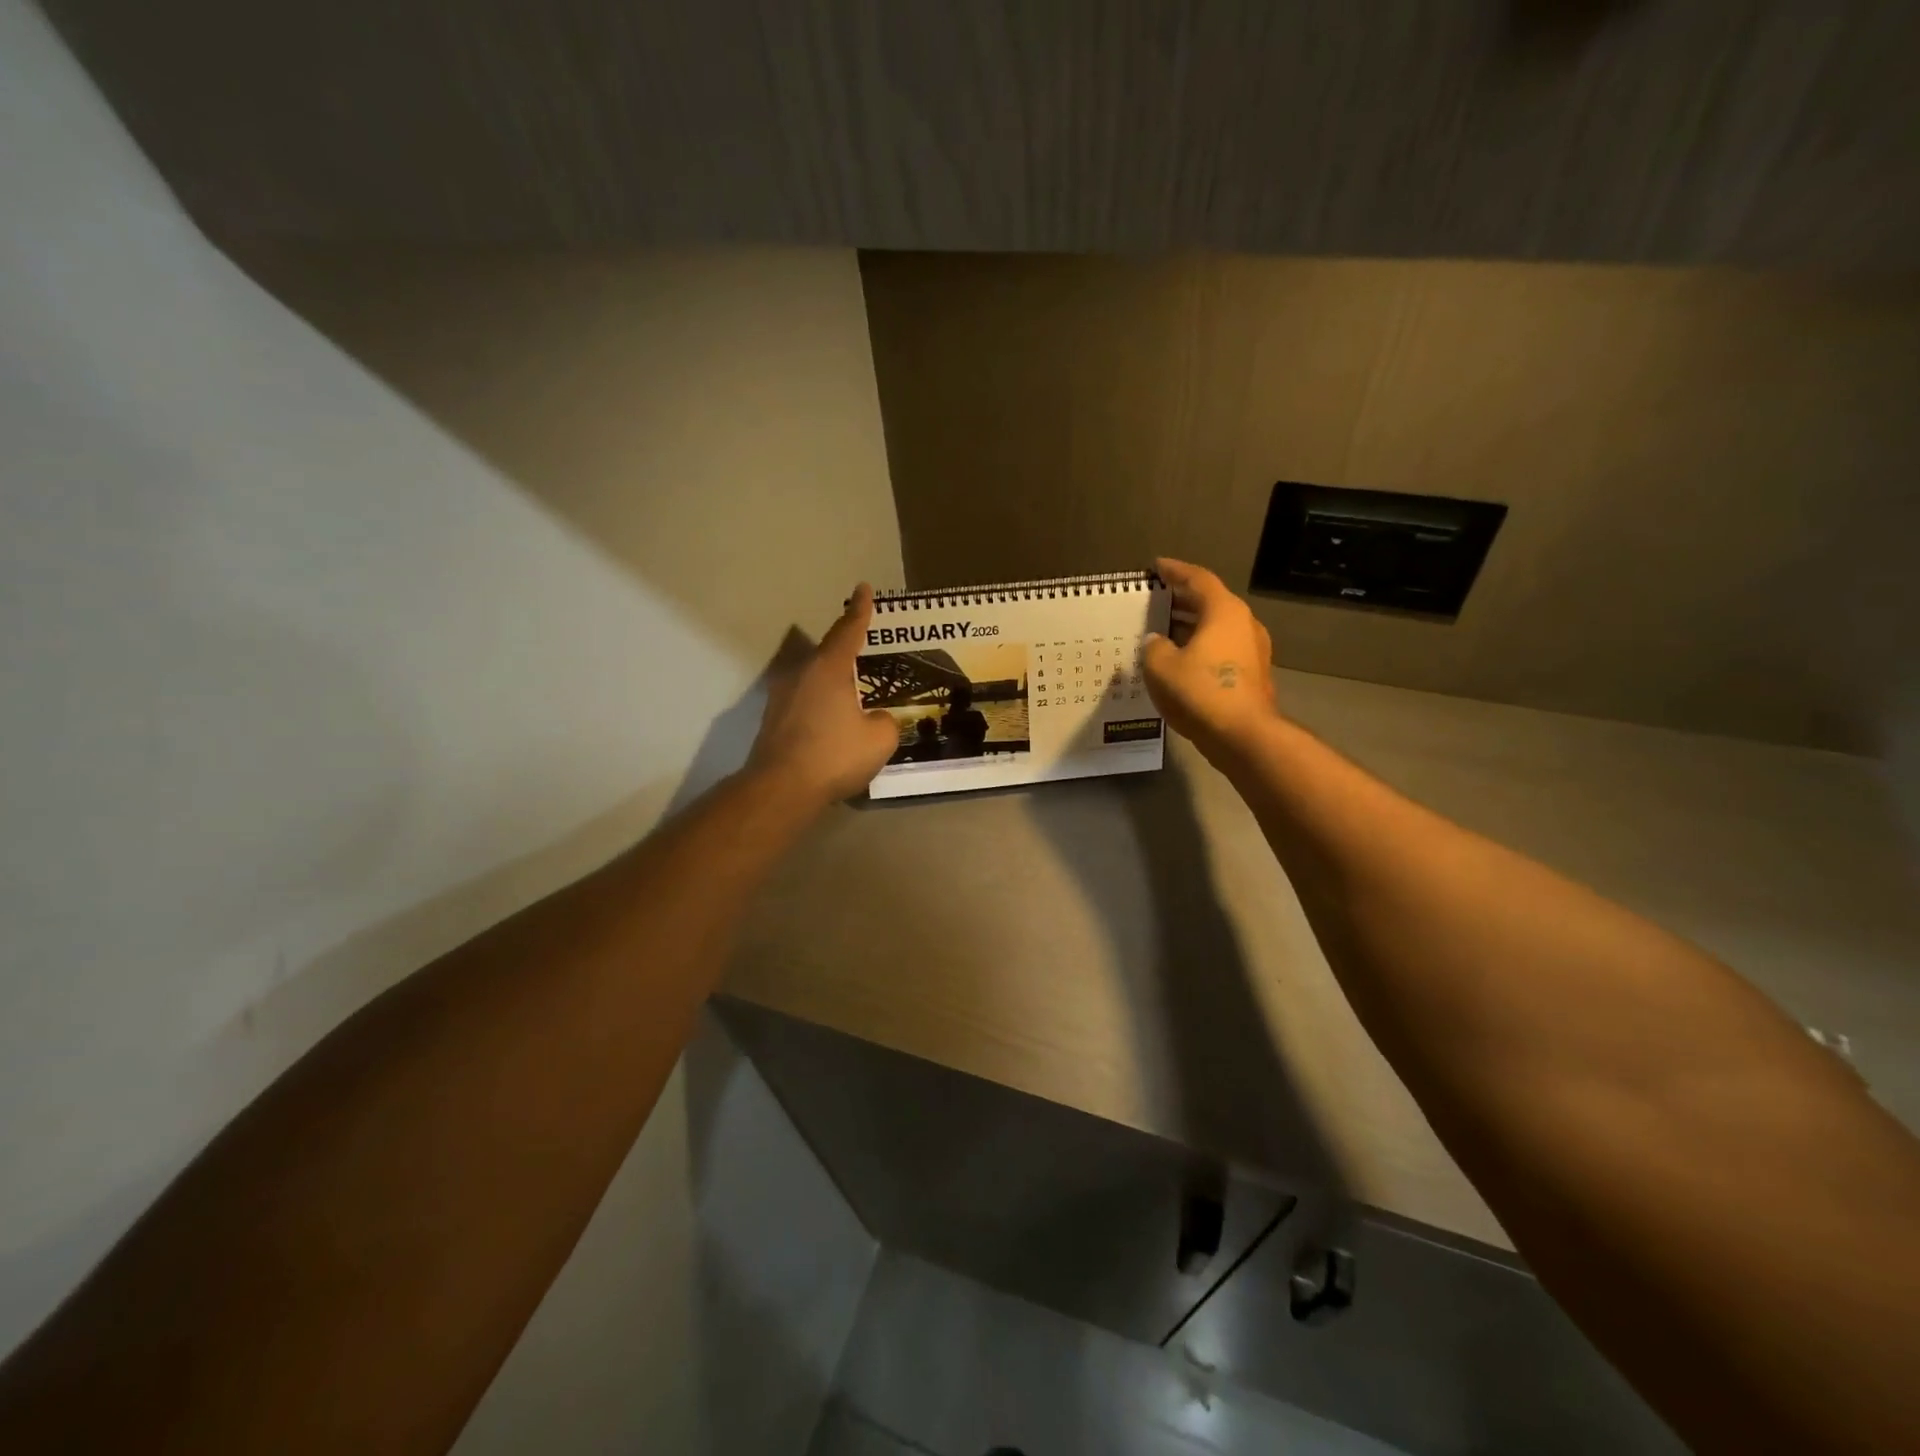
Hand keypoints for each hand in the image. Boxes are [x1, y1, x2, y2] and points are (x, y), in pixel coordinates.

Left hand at [747, 584, 900, 805]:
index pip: (849, 630)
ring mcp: (782, 697)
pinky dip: (821, 706)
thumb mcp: (880, 739)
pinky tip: (834, 724)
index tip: (862, 589)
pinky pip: (805, 702)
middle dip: (848, 651)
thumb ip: (885, 722)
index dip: (860, 610)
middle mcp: (802, 673)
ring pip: (814, 679)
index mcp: (829, 668)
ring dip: (834, 683)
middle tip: (867, 651)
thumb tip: (875, 719)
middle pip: (828, 653)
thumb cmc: (835, 755)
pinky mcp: (773, 720)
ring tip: (854, 693)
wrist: (782, 788)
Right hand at [1142, 558, 1279, 758]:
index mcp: (1224, 611)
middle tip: (1157, 601)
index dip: (1175, 571)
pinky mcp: (1253, 675)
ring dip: (1192, 627)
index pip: (1198, 579)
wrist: (1243, 736)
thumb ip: (1154, 647)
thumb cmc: (1200, 692)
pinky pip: (1222, 650)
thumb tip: (1157, 641)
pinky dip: (1201, 648)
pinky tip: (1181, 662)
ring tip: (1164, 632)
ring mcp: (1253, 651)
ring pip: (1217, 628)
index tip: (1157, 566)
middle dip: (1183, 601)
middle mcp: (1244, 624)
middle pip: (1211, 603)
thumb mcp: (1161, 666)